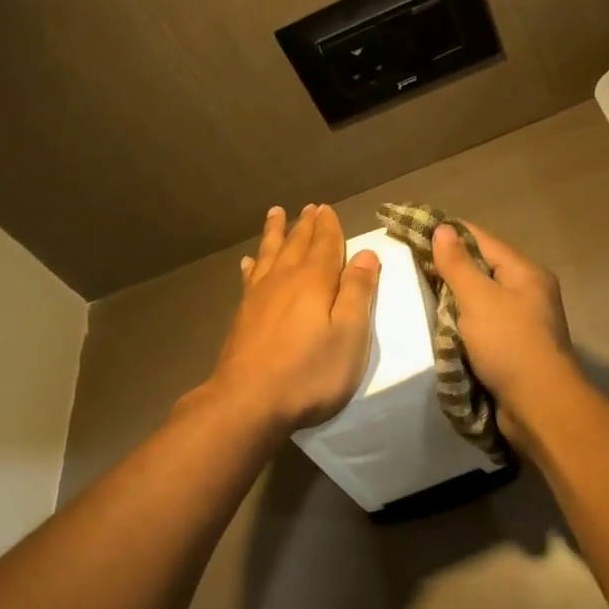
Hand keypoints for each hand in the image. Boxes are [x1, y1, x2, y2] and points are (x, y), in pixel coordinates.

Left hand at [200, 204, 380, 435]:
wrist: (248, 401)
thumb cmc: (309, 372)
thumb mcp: (349, 334)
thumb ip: (357, 292)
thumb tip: (366, 253)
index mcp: (314, 281)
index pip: (325, 245)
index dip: (329, 227)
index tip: (327, 209)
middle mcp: (284, 280)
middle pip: (296, 245)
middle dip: (305, 226)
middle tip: (308, 207)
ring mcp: (259, 297)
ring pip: (270, 255)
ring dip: (275, 234)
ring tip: (276, 214)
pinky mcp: (243, 316)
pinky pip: (250, 278)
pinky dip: (253, 265)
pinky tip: (249, 261)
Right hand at [431, 221, 575, 439]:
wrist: (538, 405)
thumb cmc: (509, 344)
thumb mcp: (479, 299)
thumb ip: (457, 265)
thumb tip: (443, 228)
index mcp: (525, 273)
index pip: (482, 240)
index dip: (449, 233)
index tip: (415, 229)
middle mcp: (527, 293)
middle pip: (482, 270)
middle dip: (448, 268)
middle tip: (409, 265)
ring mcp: (522, 323)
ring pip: (480, 301)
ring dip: (452, 299)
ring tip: (417, 293)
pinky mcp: (513, 349)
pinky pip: (481, 327)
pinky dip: (460, 325)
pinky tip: (437, 327)